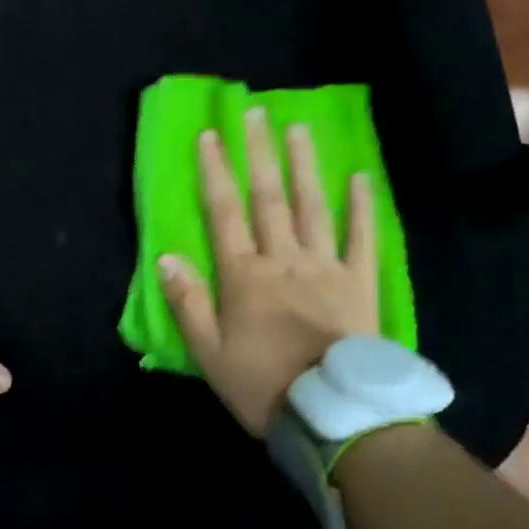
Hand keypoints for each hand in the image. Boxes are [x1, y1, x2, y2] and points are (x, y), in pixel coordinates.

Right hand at [159, 108, 378, 434]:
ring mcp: (326, 268)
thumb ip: (187, 303)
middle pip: (269, 198)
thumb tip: (165, 257)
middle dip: (260, 153)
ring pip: (313, 207)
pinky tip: (360, 177)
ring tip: (298, 129)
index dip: (215, 172)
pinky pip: (362, 238)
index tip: (211, 135)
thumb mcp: (208, 353)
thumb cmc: (261, 385)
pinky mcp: (360, 284)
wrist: (331, 416)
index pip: (224, 213)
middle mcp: (283, 260)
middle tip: (257, 112)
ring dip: (304, 166)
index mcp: (244, 276)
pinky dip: (361, 207)